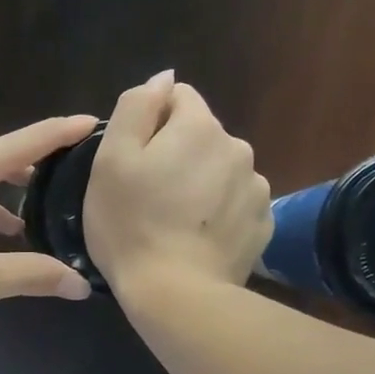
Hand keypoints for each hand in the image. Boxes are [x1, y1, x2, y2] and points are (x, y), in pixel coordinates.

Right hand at [83, 71, 271, 297]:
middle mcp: (238, 146)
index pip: (177, 98)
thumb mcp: (111, 160)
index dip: (150, 125)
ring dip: (201, 184)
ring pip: (221, 170)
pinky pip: (236, 204)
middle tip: (150, 197)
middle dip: (178, 155)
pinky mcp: (263, 224)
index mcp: (199, 126)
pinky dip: (219, 214)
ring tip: (176, 222)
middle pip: (201, 136)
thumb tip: (163, 78)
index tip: (134, 162)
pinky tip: (197, 239)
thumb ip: (136, 107)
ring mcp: (256, 187)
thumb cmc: (132, 225)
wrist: (176, 294)